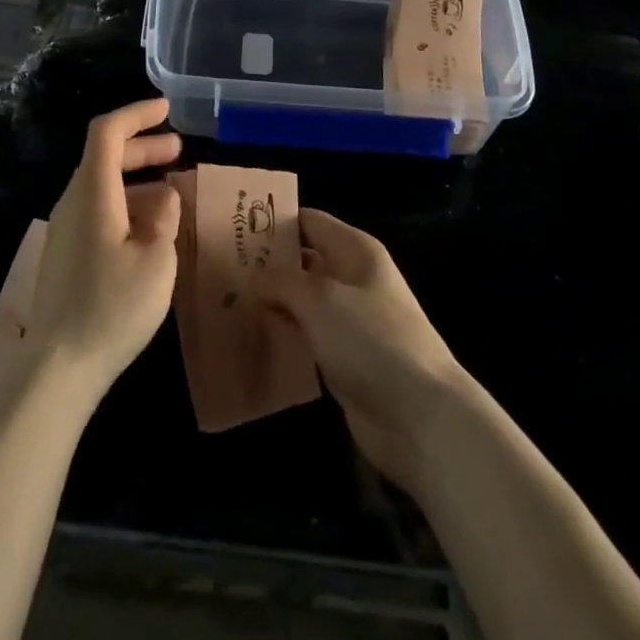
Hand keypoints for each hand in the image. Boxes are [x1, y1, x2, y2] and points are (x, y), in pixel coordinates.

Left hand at [27, 99, 182, 407]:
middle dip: (143, 148)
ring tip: (173, 195)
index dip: (137, 114)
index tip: (167, 111)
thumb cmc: (112, 308)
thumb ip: (165, 217)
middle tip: (179, 151)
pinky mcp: (65, 253)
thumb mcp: (156, 260)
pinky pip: (97, 210)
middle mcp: (73, 201)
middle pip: (105, 156)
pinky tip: (150, 230)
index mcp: (92, 193)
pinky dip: (126, 205)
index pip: (108, 132)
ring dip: (138, 180)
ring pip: (102, 185)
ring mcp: (65, 229)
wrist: (58, 368)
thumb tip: (164, 198)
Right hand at [254, 209, 470, 494]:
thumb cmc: (370, 340)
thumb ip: (281, 280)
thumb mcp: (319, 299)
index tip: (232, 228)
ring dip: (272, 302)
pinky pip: (308, 336)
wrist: (419, 418)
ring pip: (303, 301)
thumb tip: (252, 275)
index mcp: (355, 250)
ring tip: (226, 303)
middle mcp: (354, 278)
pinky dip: (284, 334)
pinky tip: (252, 338)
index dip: (274, 222)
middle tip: (220, 270)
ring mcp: (351, 320)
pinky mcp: (346, 358)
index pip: (309, 221)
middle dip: (267, 265)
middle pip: (304, 261)